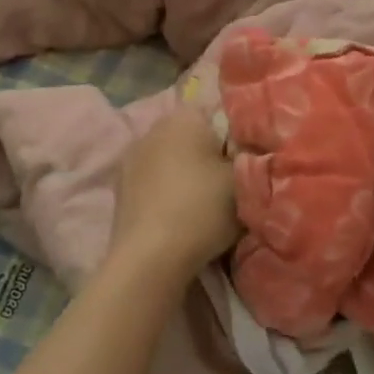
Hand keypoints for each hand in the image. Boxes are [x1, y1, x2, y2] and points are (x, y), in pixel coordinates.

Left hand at [110, 109, 239, 283]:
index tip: (248, 165)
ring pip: (173, 161)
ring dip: (188, 176)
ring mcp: (132, 158)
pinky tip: (179, 218)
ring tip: (205, 207)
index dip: (238, 139)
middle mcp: (154, 128)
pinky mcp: (120, 189)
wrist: (150, 258)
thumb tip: (253, 154)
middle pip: (194, 138)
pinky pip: (155, 183)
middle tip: (232, 187)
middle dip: (211, 157)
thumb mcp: (244, 181)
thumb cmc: (202, 208)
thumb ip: (253, 159)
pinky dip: (168, 195)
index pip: (219, 115)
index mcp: (184, 116)